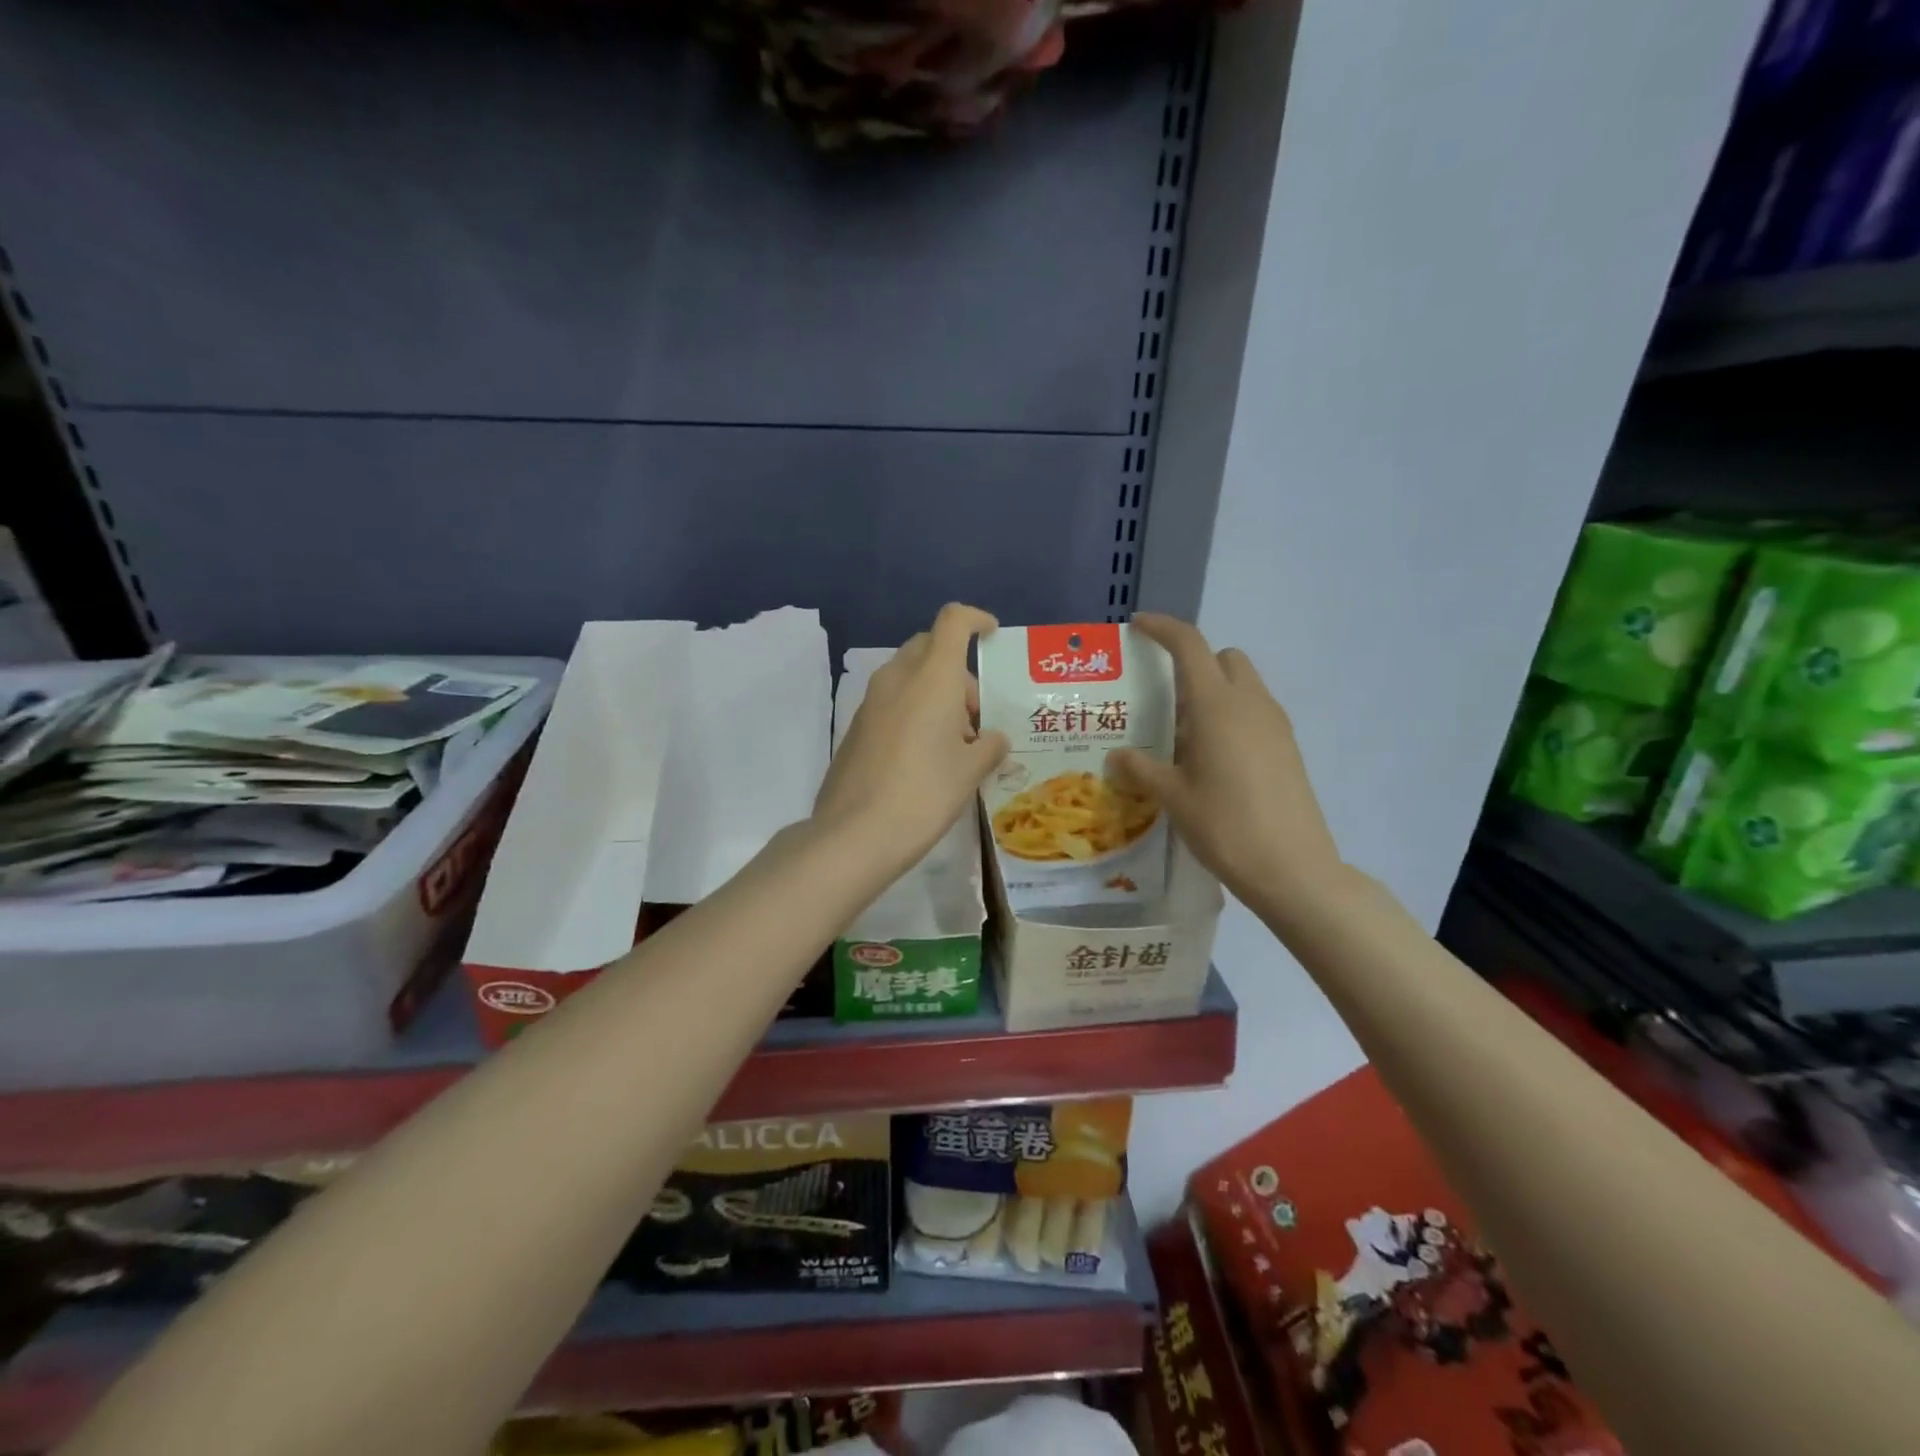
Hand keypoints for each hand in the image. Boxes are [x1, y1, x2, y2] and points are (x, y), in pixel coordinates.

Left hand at [813, 603, 1009, 877]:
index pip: (953, 621)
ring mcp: (870, 702)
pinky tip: (925, 757)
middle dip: (958, 670)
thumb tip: (993, 740)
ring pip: (909, 676)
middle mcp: (897, 678)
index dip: (976, 620)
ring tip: (955, 743)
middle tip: (976, 715)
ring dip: (936, 693)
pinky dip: (914, 712)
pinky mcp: (856, 727)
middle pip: (930, 647)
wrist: (854, 834)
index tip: (992, 636)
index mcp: (931, 677)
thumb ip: (989, 747)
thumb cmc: (924, 793)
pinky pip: (892, 702)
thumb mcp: (970, 771)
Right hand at [1110, 613, 1344, 924]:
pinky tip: (1212, 759)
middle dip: (1194, 664)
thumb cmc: (1225, 826)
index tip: (1138, 626)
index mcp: (1217, 706)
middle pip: (1224, 658)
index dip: (1163, 628)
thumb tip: (1117, 756)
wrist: (1293, 869)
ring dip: (1213, 692)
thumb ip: (1141, 769)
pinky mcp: (1288, 747)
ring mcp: (1275, 725)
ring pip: (1242, 685)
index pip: (1190, 645)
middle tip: (1165, 700)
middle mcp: (1250, 704)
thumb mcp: (1173, 797)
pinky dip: (1231, 716)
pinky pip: (1255, 711)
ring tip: (1184, 736)